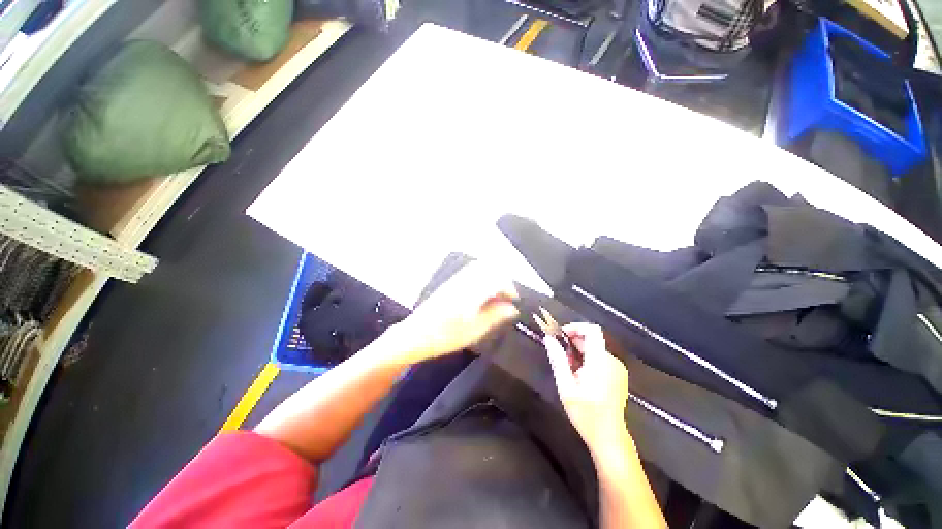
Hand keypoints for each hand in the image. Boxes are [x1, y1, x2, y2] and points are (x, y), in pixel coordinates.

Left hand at [386, 263, 518, 365]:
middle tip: (507, 297)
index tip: (515, 301)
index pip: (497, 279)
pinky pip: (470, 273)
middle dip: (502, 280)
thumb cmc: (445, 337)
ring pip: (480, 269)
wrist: (414, 335)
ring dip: (492, 278)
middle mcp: (464, 281)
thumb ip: (495, 316)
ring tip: (496, 296)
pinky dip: (482, 278)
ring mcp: (455, 280)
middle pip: (489, 269)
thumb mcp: (474, 331)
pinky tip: (482, 294)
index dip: (510, 288)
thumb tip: (513, 308)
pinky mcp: (450, 283)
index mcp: (471, 292)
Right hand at [544, 323, 629, 454]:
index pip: (592, 330)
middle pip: (592, 339)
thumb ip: (557, 360)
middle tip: (559, 356)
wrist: (609, 437)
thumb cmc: (586, 413)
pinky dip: (588, 360)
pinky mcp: (618, 375)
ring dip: (579, 353)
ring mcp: (617, 368)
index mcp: (600, 361)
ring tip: (568, 370)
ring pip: (595, 349)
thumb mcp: (566, 386)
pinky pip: (601, 358)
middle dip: (573, 343)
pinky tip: (579, 376)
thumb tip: (549, 338)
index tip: (561, 335)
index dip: (576, 327)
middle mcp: (612, 360)